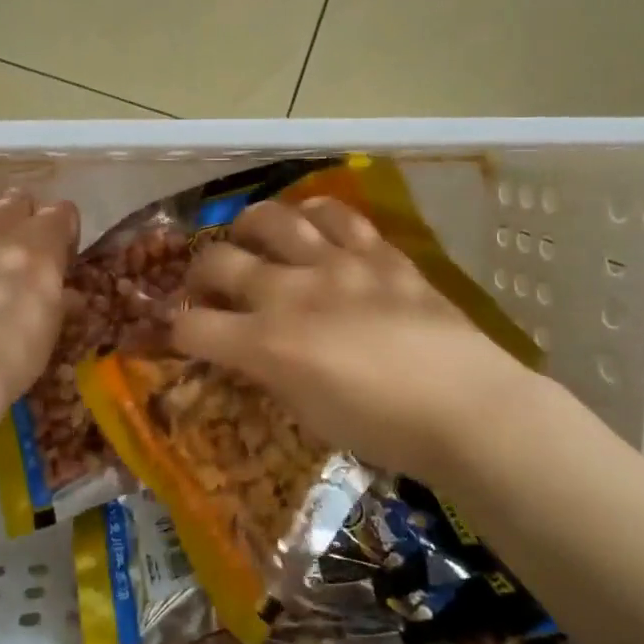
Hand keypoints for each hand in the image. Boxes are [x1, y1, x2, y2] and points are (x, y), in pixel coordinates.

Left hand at [0, 187, 79, 416]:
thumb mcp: (51, 327)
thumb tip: (67, 294)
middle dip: (22, 218)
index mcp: (42, 241)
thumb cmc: (14, 352)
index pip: (62, 211)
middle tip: (18, 249)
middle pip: (18, 199)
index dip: (62, 231)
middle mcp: (0, 223)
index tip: (59, 255)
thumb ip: (60, 299)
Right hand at [170, 197, 537, 480]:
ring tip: (249, 234)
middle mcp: (291, 292)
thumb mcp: (309, 414)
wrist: (466, 407)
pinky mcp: (378, 253)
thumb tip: (254, 353)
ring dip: (249, 224)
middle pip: (219, 261)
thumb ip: (272, 373)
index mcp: (268, 345)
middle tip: (206, 282)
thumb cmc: (384, 429)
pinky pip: (337, 216)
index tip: (181, 332)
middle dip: (199, 271)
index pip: (194, 326)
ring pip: (274, 219)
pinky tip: (310, 221)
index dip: (177, 329)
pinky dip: (314, 213)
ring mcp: (336, 264)